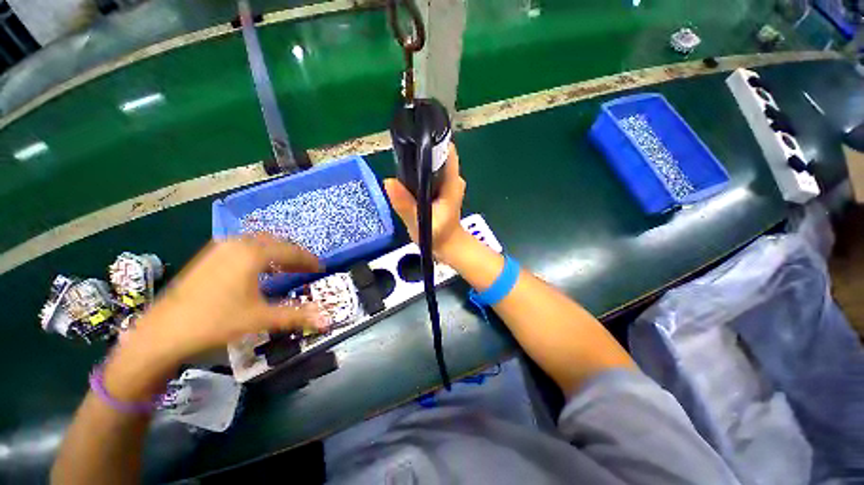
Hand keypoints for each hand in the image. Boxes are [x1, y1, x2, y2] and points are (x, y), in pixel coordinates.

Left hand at [131, 235, 329, 364]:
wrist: (162, 333)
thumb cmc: (216, 322)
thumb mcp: (261, 318)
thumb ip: (297, 315)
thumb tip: (328, 320)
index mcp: (253, 253)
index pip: (291, 251)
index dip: (309, 260)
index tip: (321, 268)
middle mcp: (238, 244)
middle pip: (276, 242)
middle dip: (294, 254)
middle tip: (306, 267)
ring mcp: (221, 248)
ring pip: (259, 242)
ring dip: (277, 252)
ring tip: (287, 267)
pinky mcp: (209, 256)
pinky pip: (243, 247)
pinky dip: (259, 254)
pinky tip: (259, 269)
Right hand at [384, 142, 467, 264]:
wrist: (448, 246)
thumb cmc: (438, 237)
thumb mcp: (420, 223)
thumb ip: (405, 205)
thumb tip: (388, 182)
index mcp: (452, 183)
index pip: (446, 150)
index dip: (430, 141)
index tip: (411, 139)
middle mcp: (452, 179)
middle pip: (437, 155)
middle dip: (419, 153)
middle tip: (399, 155)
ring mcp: (448, 183)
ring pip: (433, 164)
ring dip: (418, 163)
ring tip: (400, 164)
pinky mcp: (442, 187)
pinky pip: (430, 173)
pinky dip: (420, 173)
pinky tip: (407, 178)